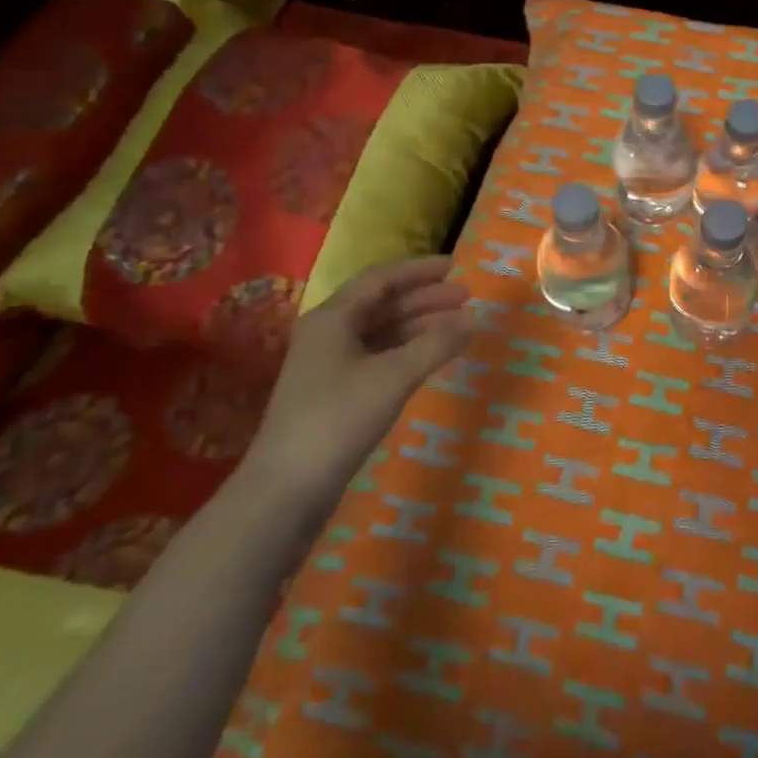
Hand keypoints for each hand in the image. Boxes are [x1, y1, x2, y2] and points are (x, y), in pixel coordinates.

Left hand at [240, 256, 470, 509]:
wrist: (285, 490)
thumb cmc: (338, 420)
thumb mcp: (394, 377)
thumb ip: (436, 344)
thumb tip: (472, 319)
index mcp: (332, 318)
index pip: (381, 279)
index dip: (419, 270)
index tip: (455, 267)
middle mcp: (328, 334)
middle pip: (382, 304)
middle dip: (424, 299)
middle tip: (466, 298)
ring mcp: (329, 366)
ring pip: (381, 332)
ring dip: (419, 326)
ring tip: (458, 327)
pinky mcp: (334, 394)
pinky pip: (378, 357)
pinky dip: (407, 351)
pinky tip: (430, 359)